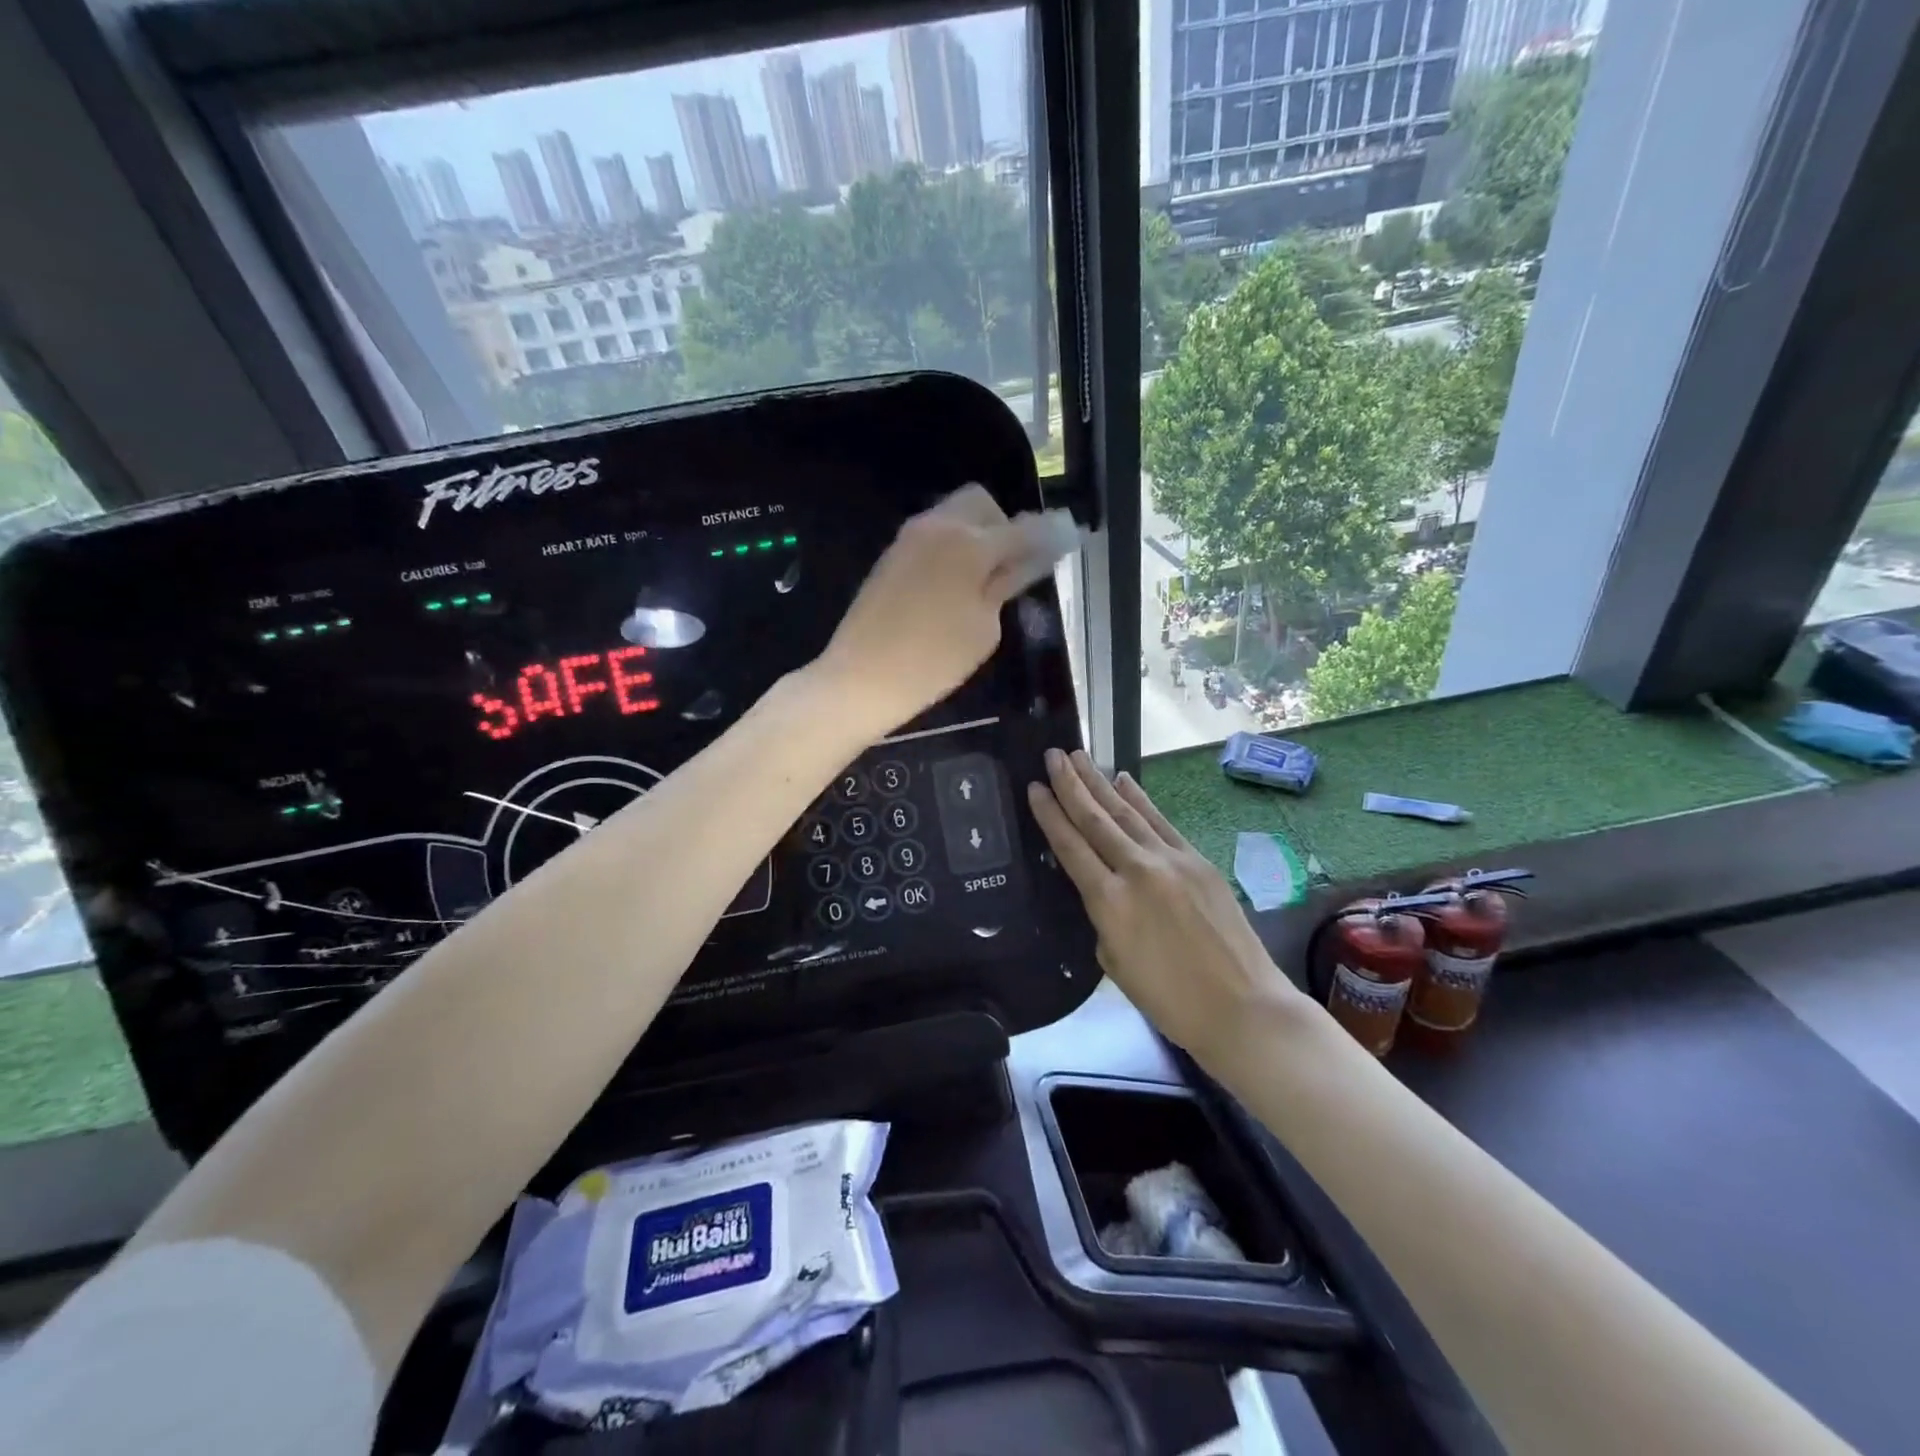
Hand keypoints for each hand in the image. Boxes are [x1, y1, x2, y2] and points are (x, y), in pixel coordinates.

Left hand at [815, 485, 1075, 740]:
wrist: (861, 677)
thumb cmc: (933, 661)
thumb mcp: (983, 628)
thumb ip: (1006, 584)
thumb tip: (1028, 559)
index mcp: (969, 544)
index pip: (1022, 529)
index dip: (1049, 535)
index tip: (1067, 540)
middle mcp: (938, 526)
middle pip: (982, 503)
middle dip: (1004, 524)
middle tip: (1013, 565)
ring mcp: (909, 538)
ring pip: (954, 515)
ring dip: (976, 534)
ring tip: (984, 578)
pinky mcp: (891, 555)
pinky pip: (933, 535)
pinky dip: (952, 547)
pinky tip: (954, 584)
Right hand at [1027, 749, 1304, 1058]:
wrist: (1242, 1007)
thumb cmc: (1170, 1000)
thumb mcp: (1115, 963)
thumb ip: (1103, 917)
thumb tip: (1104, 889)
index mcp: (1110, 902)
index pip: (1071, 847)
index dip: (1050, 815)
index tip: (1035, 787)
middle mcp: (1137, 870)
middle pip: (1096, 820)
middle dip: (1071, 785)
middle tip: (1053, 755)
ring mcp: (1171, 860)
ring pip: (1127, 813)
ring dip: (1100, 783)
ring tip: (1080, 758)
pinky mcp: (1197, 860)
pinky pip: (1160, 821)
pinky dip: (1140, 799)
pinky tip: (1125, 781)